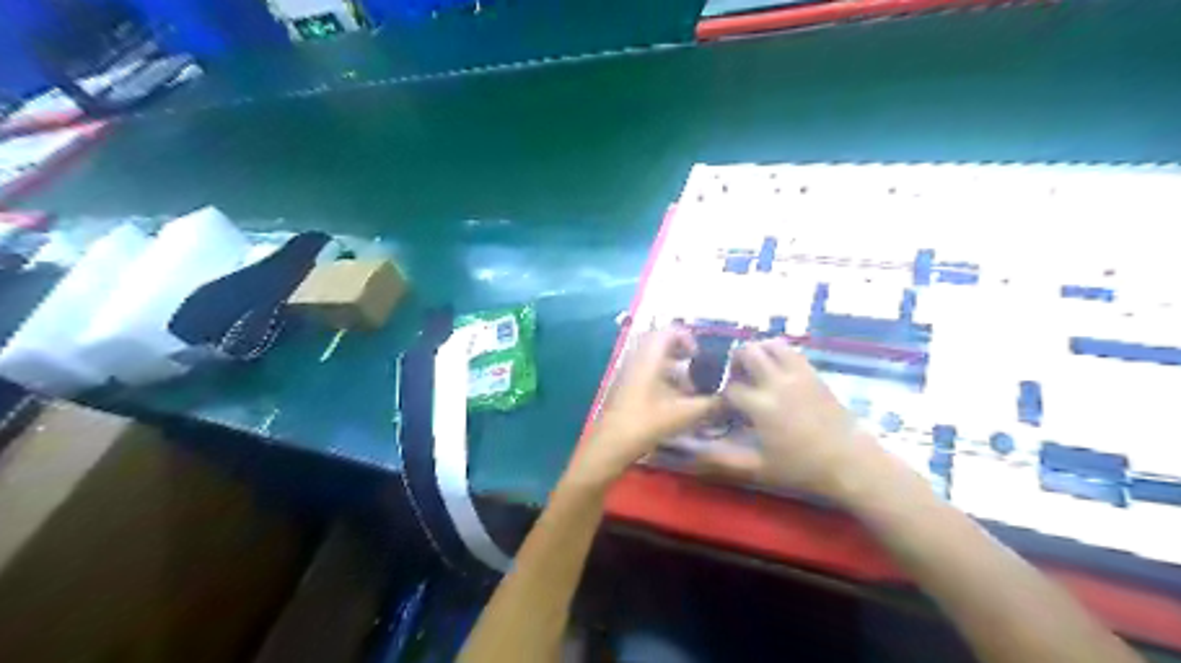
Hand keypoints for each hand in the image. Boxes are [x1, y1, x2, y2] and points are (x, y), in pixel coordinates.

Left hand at [574, 327, 719, 486]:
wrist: (611, 444)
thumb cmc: (646, 423)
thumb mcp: (683, 414)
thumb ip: (709, 404)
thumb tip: (728, 398)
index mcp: (649, 358)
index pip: (668, 331)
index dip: (686, 338)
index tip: (698, 355)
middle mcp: (636, 359)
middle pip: (658, 342)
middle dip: (678, 350)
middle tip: (694, 364)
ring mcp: (627, 373)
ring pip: (651, 358)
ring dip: (670, 365)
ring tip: (687, 385)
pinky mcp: (624, 387)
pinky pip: (644, 371)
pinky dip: (660, 377)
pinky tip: (672, 399)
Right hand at [693, 338, 894, 500]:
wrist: (851, 463)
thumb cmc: (802, 469)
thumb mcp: (759, 469)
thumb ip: (723, 460)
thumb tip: (693, 453)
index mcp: (761, 405)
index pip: (729, 387)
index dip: (721, 395)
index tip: (722, 408)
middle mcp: (776, 382)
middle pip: (748, 353)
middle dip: (734, 362)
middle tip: (734, 378)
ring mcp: (798, 375)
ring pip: (771, 344)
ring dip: (757, 352)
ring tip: (754, 369)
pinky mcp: (814, 374)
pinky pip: (792, 351)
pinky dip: (778, 354)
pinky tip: (777, 372)